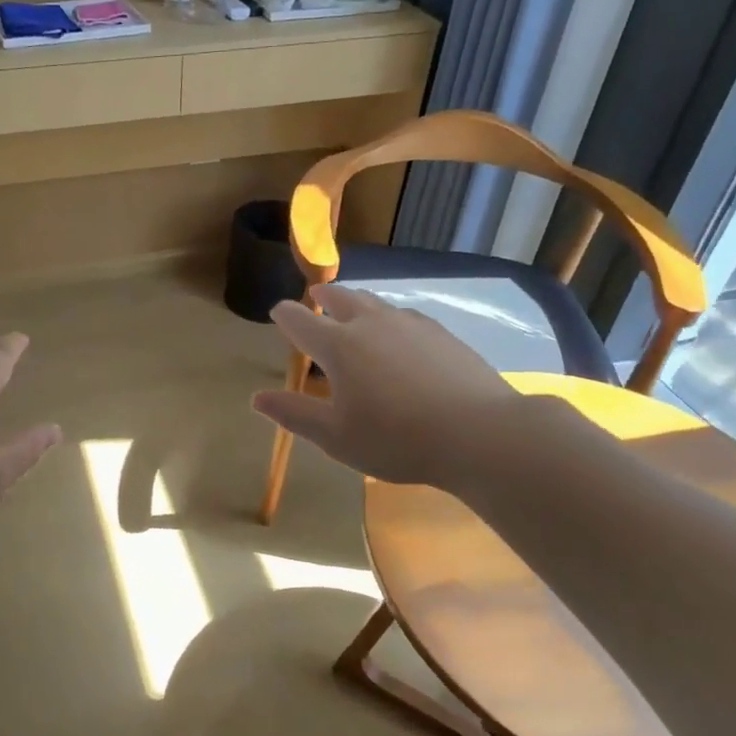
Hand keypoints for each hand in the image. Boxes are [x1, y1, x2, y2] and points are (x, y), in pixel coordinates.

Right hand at [252, 284, 513, 491]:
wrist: (478, 432)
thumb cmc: (396, 438)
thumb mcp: (336, 436)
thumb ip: (295, 414)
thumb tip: (257, 398)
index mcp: (338, 346)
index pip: (301, 321)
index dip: (285, 315)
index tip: (278, 312)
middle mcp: (370, 324)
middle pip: (340, 298)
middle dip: (323, 296)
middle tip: (316, 297)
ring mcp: (409, 324)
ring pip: (375, 302)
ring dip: (357, 301)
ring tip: (353, 307)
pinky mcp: (441, 333)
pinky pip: (404, 315)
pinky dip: (389, 317)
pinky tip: (398, 332)